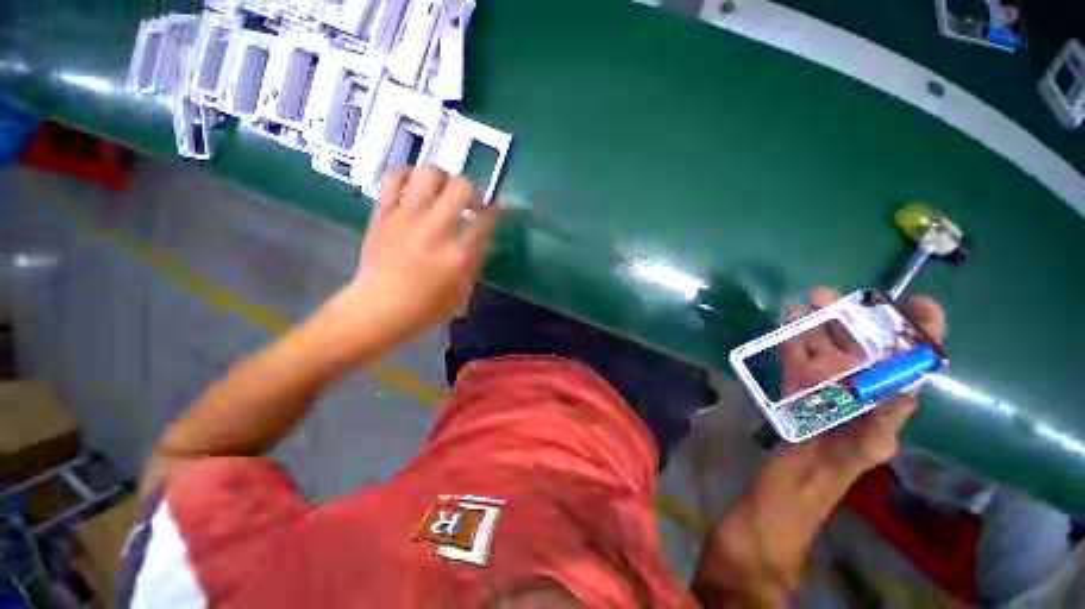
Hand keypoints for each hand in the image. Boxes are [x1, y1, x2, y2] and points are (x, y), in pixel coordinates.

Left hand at [335, 168, 498, 343]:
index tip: (495, 207)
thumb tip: (482, 234)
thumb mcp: (463, 289)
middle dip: (471, 189)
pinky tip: (414, 188)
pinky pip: (394, 178)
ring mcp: (407, 217)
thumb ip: (475, 258)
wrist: (378, 308)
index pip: (486, 217)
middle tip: (468, 200)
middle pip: (461, 185)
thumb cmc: (426, 306)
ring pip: (429, 173)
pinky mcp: (383, 213)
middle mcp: (435, 228)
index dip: (495, 208)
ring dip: (441, 178)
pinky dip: (408, 176)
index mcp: (459, 252)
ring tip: (441, 191)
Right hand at [782, 287, 945, 474]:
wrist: (801, 471)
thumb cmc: (843, 460)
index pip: (911, 355)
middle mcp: (858, 377)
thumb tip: (906, 385)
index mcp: (885, 391)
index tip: (917, 303)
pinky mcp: (797, 378)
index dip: (921, 328)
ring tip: (810, 299)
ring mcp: (825, 376)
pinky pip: (795, 351)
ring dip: (818, 318)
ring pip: (824, 340)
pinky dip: (791, 333)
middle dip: (852, 313)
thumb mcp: (871, 446)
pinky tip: (788, 317)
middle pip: (860, 339)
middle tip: (832, 294)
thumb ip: (888, 418)